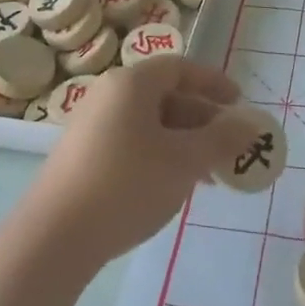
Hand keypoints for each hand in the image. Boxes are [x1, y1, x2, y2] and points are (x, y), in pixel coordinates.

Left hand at [30, 58, 244, 261]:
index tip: (240, 103)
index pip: (180, 68)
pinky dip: (160, 156)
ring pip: (151, 124)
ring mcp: (92, 127)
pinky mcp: (84, 157)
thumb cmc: (127, 184)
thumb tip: (250, 125)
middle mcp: (109, 96)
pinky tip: (174, 187)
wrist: (54, 237)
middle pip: (166, 96)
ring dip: (185, 143)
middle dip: (203, 121)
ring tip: (210, 177)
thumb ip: (221, 139)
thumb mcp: (184, 160)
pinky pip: (133, 143)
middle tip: (231, 147)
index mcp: (132, 83)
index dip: (213, 82)